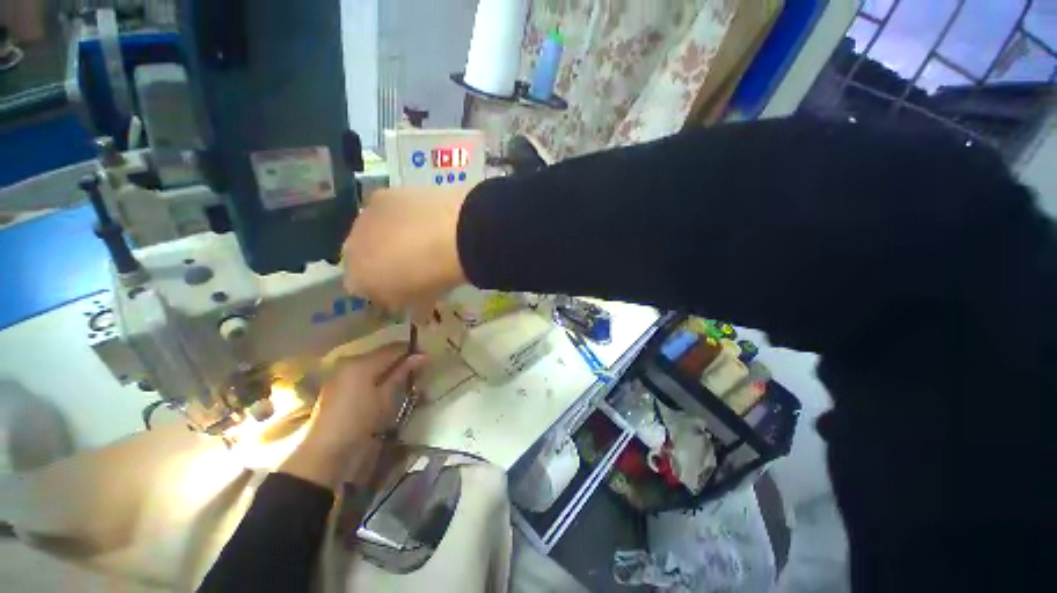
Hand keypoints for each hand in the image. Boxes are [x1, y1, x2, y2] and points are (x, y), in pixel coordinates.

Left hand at [280, 344, 427, 488]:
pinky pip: (364, 373)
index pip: (394, 348)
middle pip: (383, 354)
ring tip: (406, 381)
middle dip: (402, 360)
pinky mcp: (337, 385)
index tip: (428, 360)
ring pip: (374, 363)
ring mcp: (341, 373)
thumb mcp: (387, 397)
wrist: (326, 453)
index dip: (412, 351)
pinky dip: (377, 376)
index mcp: (362, 362)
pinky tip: (388, 388)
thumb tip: (423, 355)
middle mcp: (350, 361)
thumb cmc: (361, 422)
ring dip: (390, 369)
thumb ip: (403, 372)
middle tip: (419, 372)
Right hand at [343, 186, 468, 314]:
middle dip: (380, 261)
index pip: (358, 286)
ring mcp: (365, 217)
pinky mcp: (385, 195)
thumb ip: (410, 303)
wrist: (453, 235)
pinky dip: (403, 216)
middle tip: (410, 264)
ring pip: (373, 231)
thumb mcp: (423, 301)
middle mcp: (351, 246)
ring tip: (421, 239)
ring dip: (390, 236)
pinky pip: (389, 210)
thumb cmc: (436, 277)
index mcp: (358, 279)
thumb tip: (412, 303)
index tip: (400, 289)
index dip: (380, 288)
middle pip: (361, 255)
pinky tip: (426, 220)